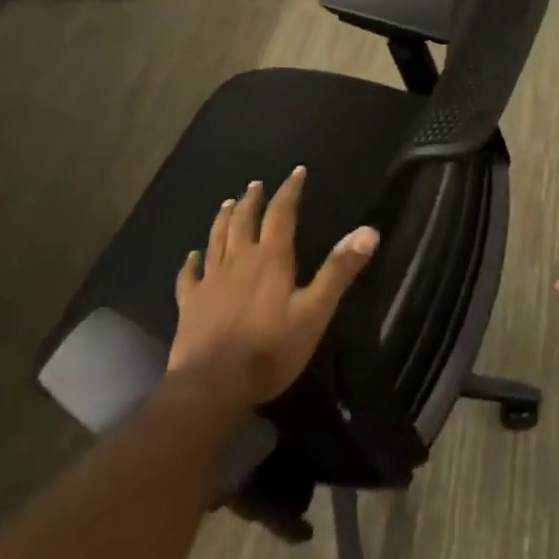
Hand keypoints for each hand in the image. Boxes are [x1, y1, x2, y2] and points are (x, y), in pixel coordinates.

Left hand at [171, 166, 379, 405]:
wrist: (213, 386)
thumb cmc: (271, 349)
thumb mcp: (315, 310)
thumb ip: (339, 270)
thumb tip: (369, 231)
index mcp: (271, 259)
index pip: (281, 214)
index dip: (290, 191)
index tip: (296, 172)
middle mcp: (238, 261)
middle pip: (244, 222)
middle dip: (253, 201)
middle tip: (256, 185)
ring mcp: (210, 282)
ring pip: (216, 241)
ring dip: (223, 220)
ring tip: (228, 204)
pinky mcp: (190, 305)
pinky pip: (188, 276)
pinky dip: (191, 262)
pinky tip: (191, 256)